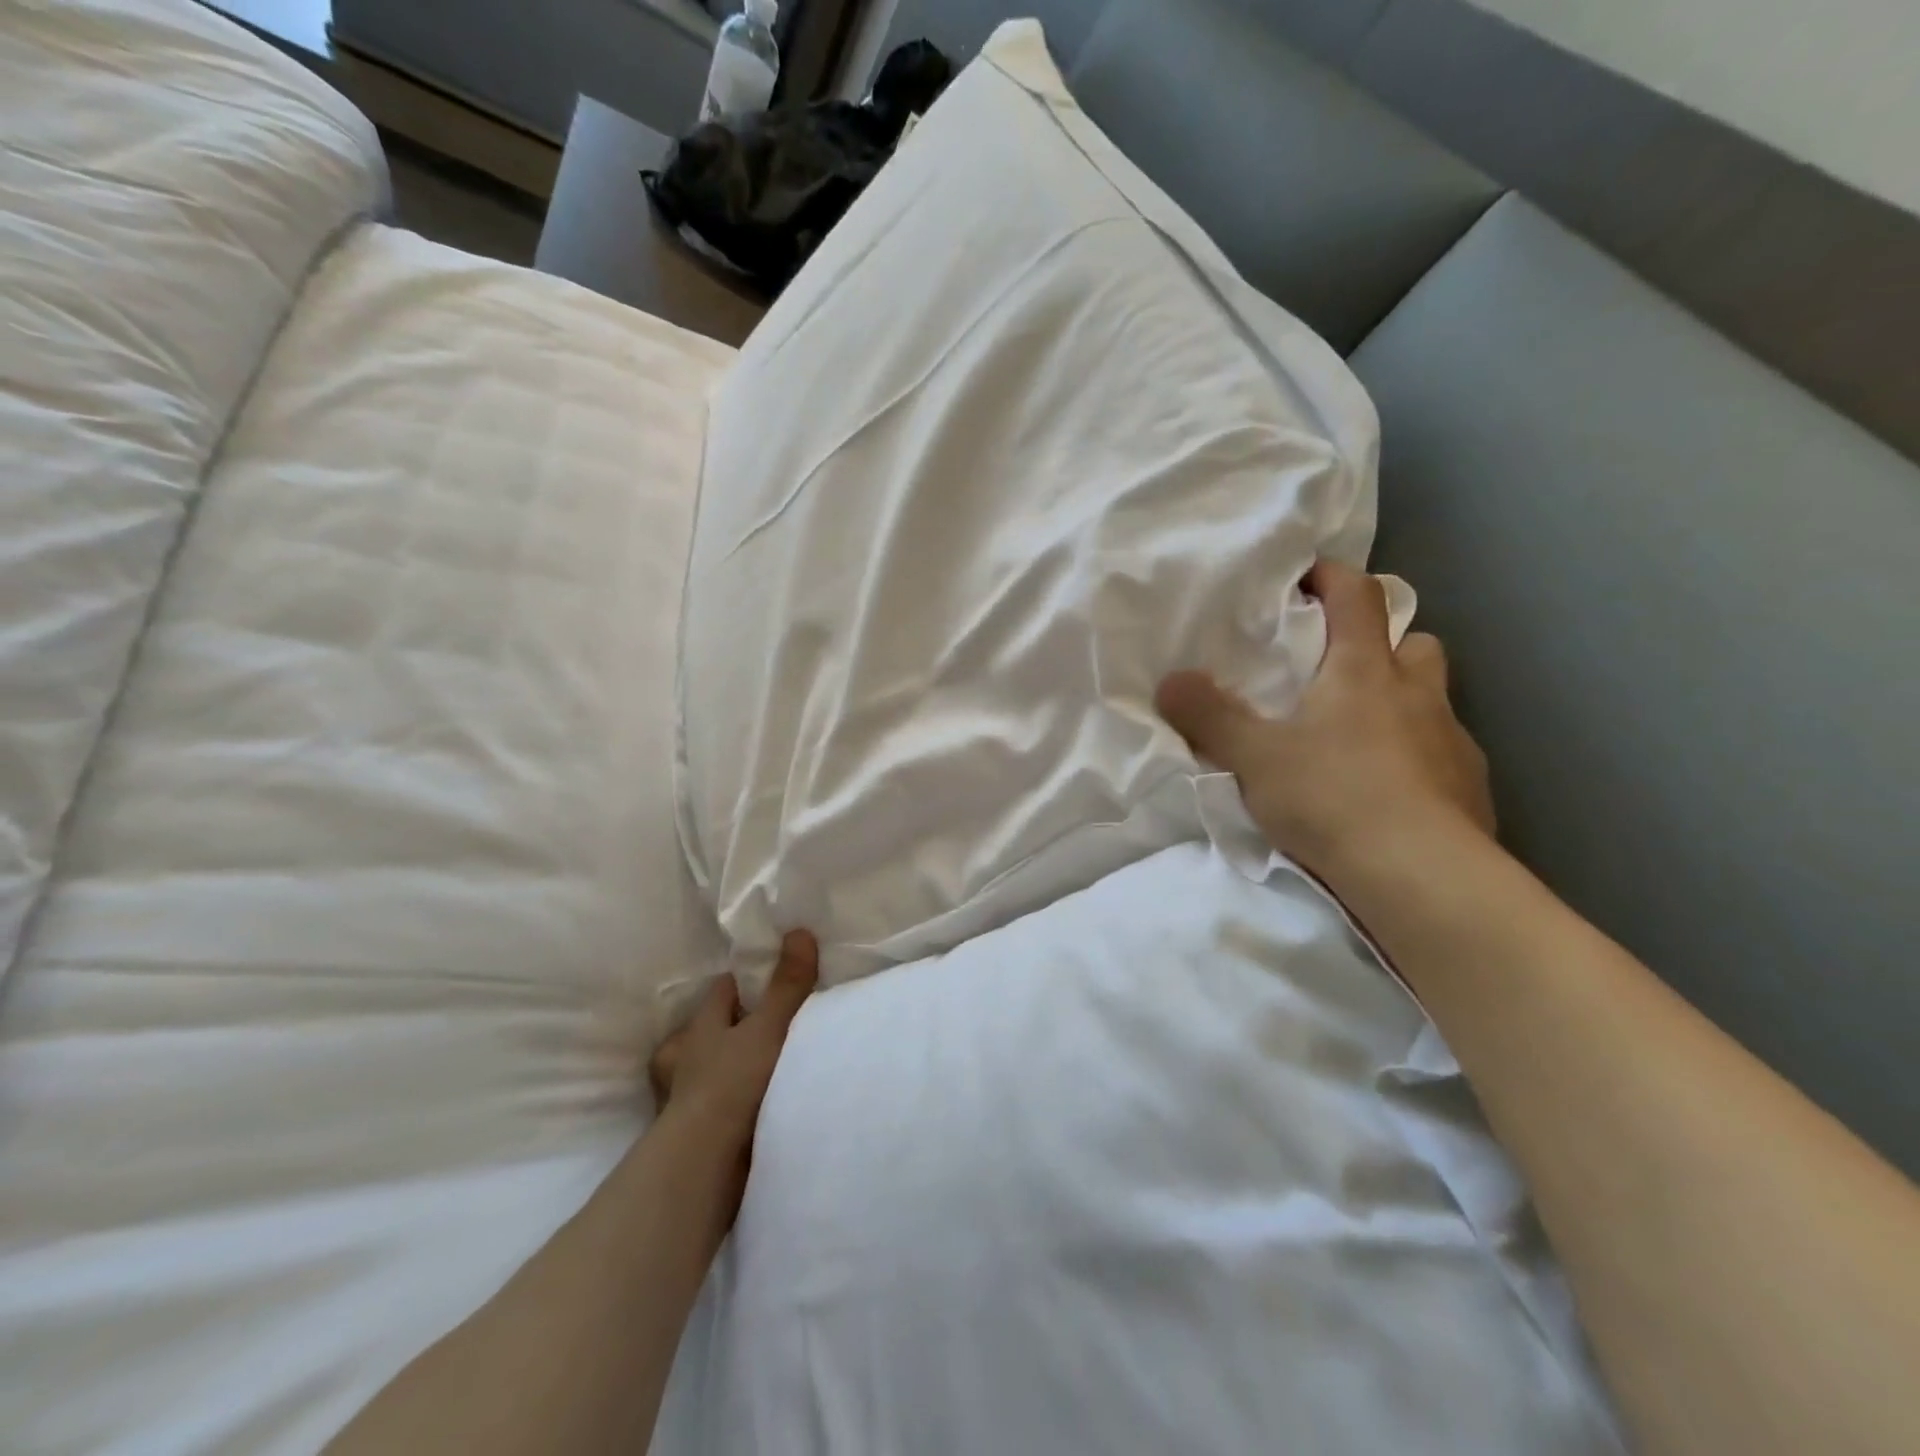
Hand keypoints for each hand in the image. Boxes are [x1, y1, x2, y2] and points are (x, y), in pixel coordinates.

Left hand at [648, 930, 818, 1207]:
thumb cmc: (734, 1084)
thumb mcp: (769, 1028)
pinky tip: (757, 1102)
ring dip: (730, 1066)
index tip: (769, 979)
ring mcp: (687, 1098)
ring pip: (710, 1069)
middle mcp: (688, 1058)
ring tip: (762, 1063)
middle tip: (768, 1023)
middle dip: (732, 1026)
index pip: (721, 991)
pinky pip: (719, 1104)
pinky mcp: (697, 1134)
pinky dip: (733, 1101)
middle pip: (710, 1030)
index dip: (743, 983)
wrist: (707, 1166)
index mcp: (701, 1027)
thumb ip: (787, 985)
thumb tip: (798, 931)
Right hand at [1156, 559, 1494, 890]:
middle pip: (1412, 641)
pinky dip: (1418, 755)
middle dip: (1380, 643)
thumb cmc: (1333, 798)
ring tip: (1361, 733)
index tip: (1305, 577)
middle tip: (1338, 669)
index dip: (1332, 576)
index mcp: (1364, 671)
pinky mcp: (1471, 787)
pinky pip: (1443, 751)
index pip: (1359, 596)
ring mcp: (1452, 740)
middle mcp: (1417, 693)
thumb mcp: (1253, 757)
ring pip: (1432, 696)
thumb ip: (1208, 716)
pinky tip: (1390, 790)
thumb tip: (1170, 681)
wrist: (1422, 876)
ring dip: (1402, 699)